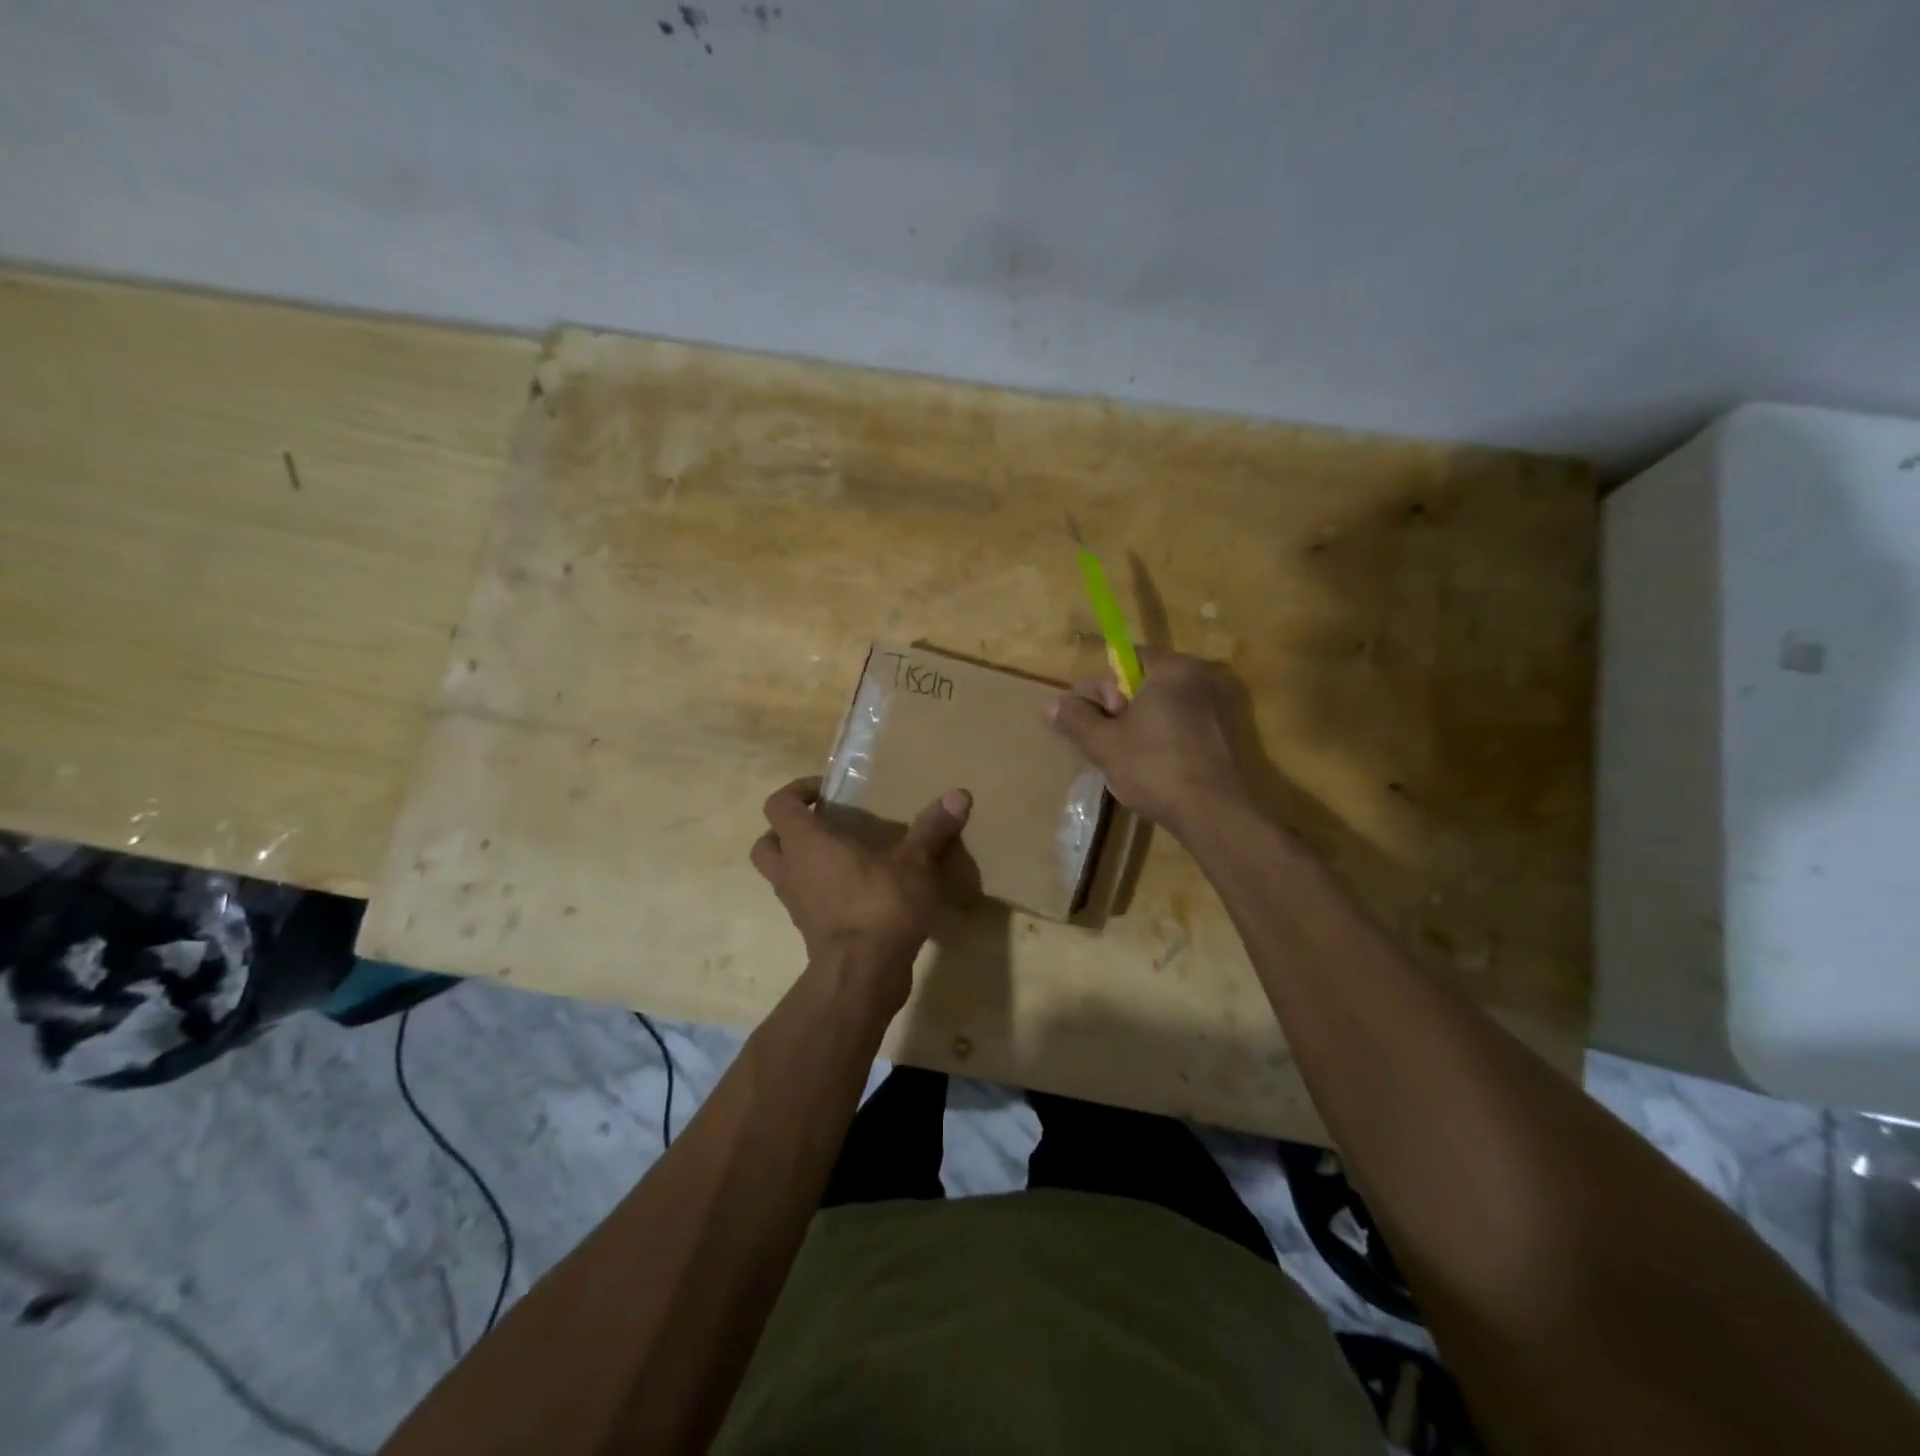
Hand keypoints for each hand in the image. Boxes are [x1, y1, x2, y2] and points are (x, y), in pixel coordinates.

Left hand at [750, 776, 971, 1007]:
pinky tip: (857, 891)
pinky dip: (821, 892)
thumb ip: (932, 829)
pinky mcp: (809, 931)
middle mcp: (791, 870)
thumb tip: (959, 794)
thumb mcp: (915, 863)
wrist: (863, 974)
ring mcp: (796, 904)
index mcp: (806, 843)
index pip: (779, 804)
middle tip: (824, 826)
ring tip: (844, 858)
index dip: (797, 791)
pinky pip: (805, 901)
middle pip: (767, 842)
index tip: (827, 792)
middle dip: (787, 830)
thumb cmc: (880, 905)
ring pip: (782, 874)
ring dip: (803, 863)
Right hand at [1046, 648, 1252, 837]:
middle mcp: (1202, 678)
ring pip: (1162, 707)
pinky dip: (1162, 738)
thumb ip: (1075, 719)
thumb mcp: (1103, 744)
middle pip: (1144, 682)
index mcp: (1174, 669)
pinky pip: (1182, 725)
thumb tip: (1051, 704)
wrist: (1214, 814)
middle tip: (1105, 742)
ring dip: (1138, 726)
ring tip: (1123, 758)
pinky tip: (1151, 767)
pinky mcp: (1226, 735)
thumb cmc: (1155, 769)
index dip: (1101, 687)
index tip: (1093, 718)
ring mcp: (1219, 707)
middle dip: (1118, 708)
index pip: (1126, 658)